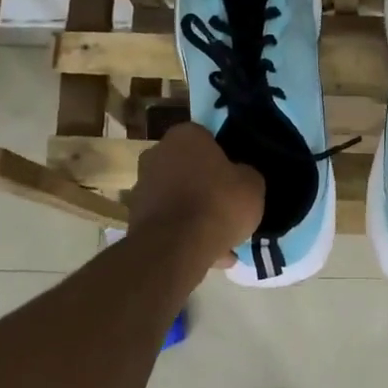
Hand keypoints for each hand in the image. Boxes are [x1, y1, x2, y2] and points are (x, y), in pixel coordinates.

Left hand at [128, 123, 264, 267]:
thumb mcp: (253, 185)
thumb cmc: (218, 203)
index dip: (224, 159)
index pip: (208, 139)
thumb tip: (239, 176)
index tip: (235, 179)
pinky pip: (169, 221)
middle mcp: (157, 153)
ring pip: (177, 196)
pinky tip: (205, 252)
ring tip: (219, 237)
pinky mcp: (135, 216)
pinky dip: (183, 233)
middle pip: (188, 167)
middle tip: (226, 206)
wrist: (175, 247)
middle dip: (205, 185)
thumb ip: (246, 174)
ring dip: (194, 212)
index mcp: (185, 135)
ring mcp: (142, 185)